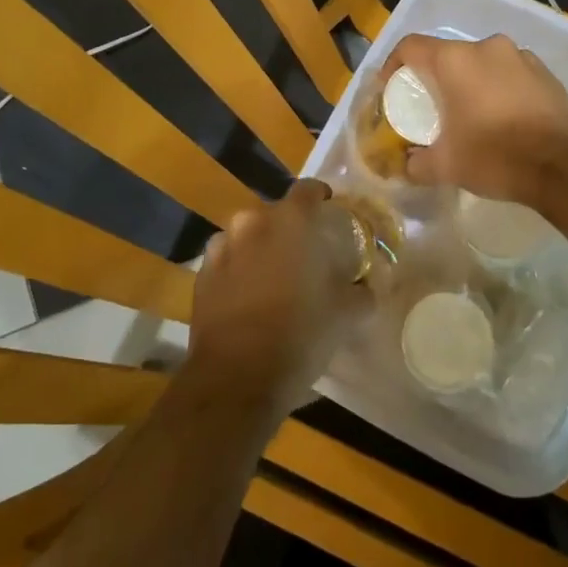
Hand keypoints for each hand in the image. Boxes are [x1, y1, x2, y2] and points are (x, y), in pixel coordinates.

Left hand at [186, 179, 369, 416]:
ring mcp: (222, 247)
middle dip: (290, 230)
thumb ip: (361, 291)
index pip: (309, 189)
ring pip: (248, 236)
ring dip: (261, 248)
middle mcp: (253, 223)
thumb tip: (367, 287)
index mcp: (291, 221)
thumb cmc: (300, 334)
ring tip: (274, 278)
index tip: (330, 213)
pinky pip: (226, 261)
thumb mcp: (346, 314)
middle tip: (306, 255)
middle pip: (276, 214)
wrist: (237, 377)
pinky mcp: (201, 275)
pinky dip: (238, 270)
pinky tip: (248, 296)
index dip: (321, 198)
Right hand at [383, 34, 567, 206]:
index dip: (394, 65)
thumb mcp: (446, 167)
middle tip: (431, 108)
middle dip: (435, 79)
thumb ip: (416, 163)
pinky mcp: (545, 72)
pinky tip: (502, 118)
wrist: (565, 166)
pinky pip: (509, 73)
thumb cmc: (495, 156)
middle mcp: (487, 47)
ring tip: (469, 114)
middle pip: (447, 55)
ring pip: (481, 63)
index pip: (411, 46)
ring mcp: (520, 56)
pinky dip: (498, 88)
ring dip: (469, 83)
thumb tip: (405, 165)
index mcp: (455, 60)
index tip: (391, 89)